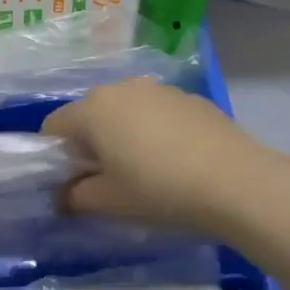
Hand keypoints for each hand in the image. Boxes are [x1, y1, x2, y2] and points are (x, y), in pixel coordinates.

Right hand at [42, 77, 289, 238]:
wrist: (235, 181)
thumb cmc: (158, 190)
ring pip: (125, 110)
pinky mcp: (190, 98)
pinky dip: (154, 131)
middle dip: (90, 143)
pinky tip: (175, 160)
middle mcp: (122, 88)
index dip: (55, 155)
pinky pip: (157, 112)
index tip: (73, 182)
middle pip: (90, 114)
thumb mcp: (109, 202)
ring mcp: (159, 89)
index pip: (54, 126)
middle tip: (107, 178)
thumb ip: (76, 196)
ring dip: (123, 134)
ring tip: (144, 169)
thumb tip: (64, 196)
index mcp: (93, 108)